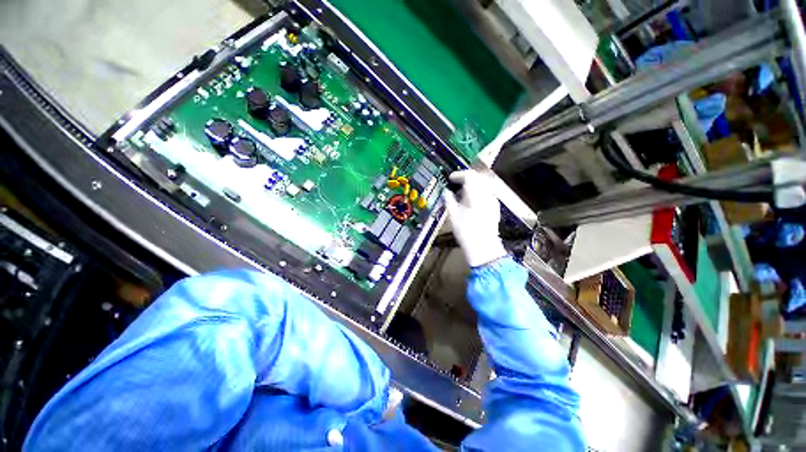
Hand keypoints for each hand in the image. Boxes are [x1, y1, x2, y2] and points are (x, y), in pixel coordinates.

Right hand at [443, 170, 506, 266]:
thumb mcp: (453, 215)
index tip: (450, 179)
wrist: (483, 247)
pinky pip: (486, 193)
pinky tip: (470, 201)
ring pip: (482, 185)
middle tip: (455, 185)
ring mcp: (493, 200)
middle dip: (465, 179)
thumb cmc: (466, 232)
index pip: (469, 176)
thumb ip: (449, 200)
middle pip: (478, 178)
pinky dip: (477, 192)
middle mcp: (487, 194)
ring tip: (461, 194)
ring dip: (472, 185)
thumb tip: (446, 192)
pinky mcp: (495, 207)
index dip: (458, 175)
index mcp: (476, 194)